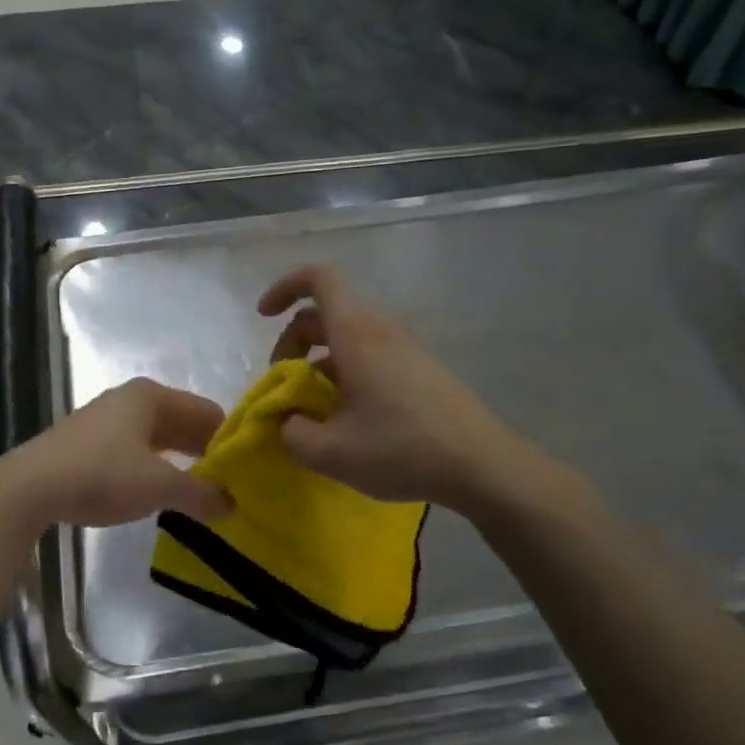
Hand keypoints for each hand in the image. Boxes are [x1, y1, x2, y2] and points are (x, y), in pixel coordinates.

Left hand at [0, 378, 232, 530]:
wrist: (29, 488)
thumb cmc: (102, 475)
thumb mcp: (159, 486)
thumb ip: (201, 494)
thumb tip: (232, 503)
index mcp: (151, 396)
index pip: (207, 411)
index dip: (228, 440)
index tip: (245, 471)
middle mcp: (130, 399)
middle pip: (182, 422)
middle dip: (205, 451)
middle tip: (229, 485)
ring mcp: (106, 419)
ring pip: (158, 437)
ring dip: (180, 462)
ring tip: (200, 493)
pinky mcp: (88, 442)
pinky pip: (136, 449)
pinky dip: (154, 467)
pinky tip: (160, 492)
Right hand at [260, 265, 583, 514]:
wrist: (481, 465)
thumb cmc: (401, 449)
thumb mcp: (331, 452)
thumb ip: (291, 433)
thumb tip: (286, 419)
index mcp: (356, 335)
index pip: (319, 279)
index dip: (285, 287)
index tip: (263, 315)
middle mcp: (381, 330)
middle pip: (326, 313)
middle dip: (293, 342)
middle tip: (284, 386)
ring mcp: (405, 348)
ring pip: (348, 337)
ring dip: (318, 362)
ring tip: (313, 409)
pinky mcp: (420, 369)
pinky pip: (370, 354)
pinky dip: (345, 373)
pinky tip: (348, 418)